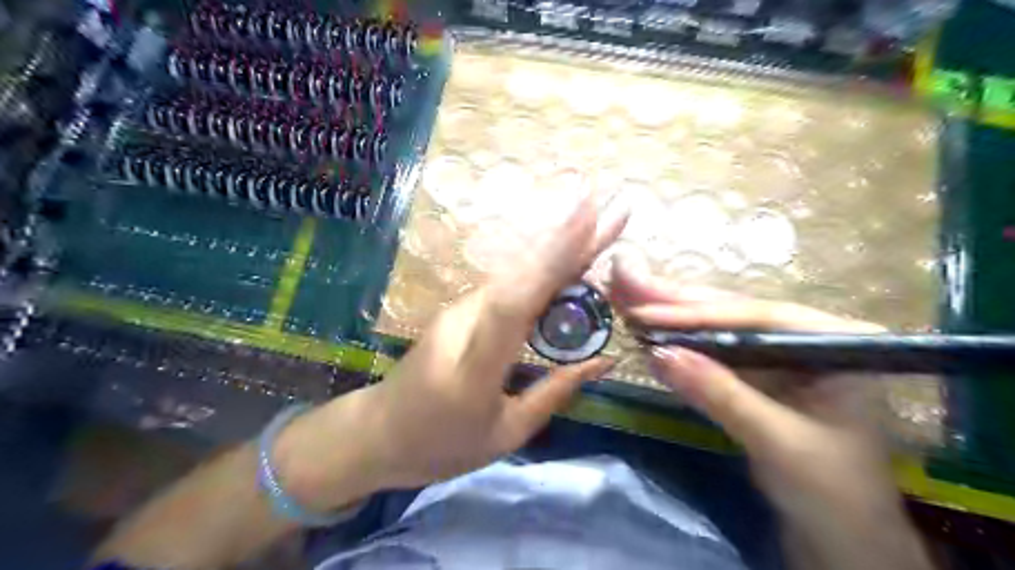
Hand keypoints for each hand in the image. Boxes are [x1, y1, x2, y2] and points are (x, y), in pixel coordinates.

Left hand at [276, 192, 627, 506]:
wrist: (378, 433)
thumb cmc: (441, 445)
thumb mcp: (506, 434)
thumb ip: (554, 393)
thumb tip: (602, 360)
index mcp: (474, 365)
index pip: (517, 303)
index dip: (553, 260)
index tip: (590, 219)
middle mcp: (465, 322)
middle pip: (521, 275)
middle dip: (569, 238)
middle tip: (614, 209)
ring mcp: (460, 310)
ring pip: (517, 274)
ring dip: (559, 249)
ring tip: (601, 227)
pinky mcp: (462, 309)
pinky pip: (510, 285)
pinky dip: (543, 269)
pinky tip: (570, 259)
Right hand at [605, 262, 929, 568]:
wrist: (844, 539)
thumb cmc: (832, 493)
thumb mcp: (777, 441)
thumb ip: (719, 393)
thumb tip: (659, 353)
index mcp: (836, 342)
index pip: (757, 316)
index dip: (696, 313)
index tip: (645, 312)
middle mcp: (807, 337)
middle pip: (733, 313)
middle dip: (676, 301)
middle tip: (626, 283)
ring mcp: (780, 355)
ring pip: (718, 326)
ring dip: (671, 314)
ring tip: (628, 296)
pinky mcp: (758, 374)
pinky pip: (713, 351)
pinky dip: (679, 341)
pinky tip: (649, 328)